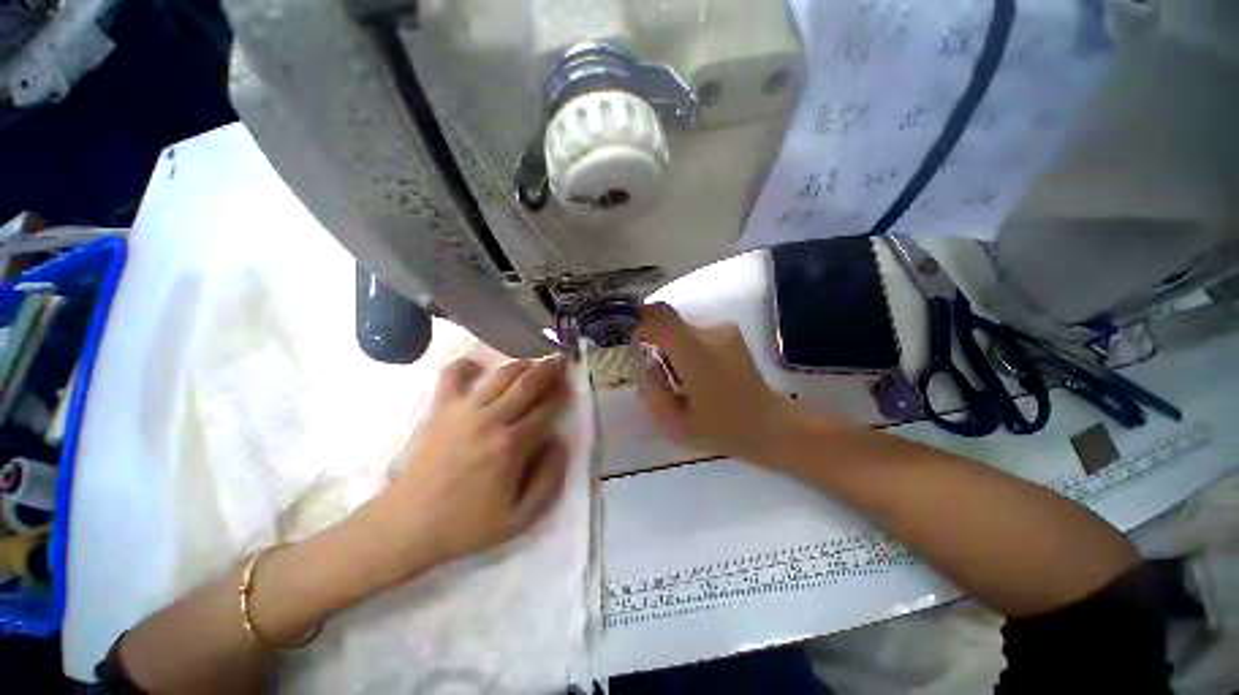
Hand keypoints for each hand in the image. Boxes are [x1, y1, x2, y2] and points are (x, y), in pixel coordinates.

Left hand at [369, 355, 571, 580]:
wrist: (409, 525)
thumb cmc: (467, 524)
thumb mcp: (521, 518)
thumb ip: (549, 479)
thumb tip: (560, 441)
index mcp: (512, 445)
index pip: (546, 410)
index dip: (561, 395)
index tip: (571, 386)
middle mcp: (491, 419)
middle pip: (527, 384)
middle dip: (549, 369)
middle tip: (560, 360)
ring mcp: (464, 410)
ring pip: (501, 375)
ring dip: (522, 365)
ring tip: (533, 363)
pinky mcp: (441, 409)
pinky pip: (453, 375)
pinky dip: (466, 365)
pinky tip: (478, 366)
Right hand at [635, 303, 806, 462]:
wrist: (770, 425)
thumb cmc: (722, 429)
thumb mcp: (675, 423)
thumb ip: (651, 391)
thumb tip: (648, 365)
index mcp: (697, 354)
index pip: (659, 317)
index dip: (637, 320)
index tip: (627, 338)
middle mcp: (712, 332)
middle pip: (667, 321)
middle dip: (654, 341)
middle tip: (657, 372)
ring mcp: (724, 329)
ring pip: (680, 328)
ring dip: (671, 346)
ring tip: (681, 378)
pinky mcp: (730, 332)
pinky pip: (694, 332)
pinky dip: (685, 347)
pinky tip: (696, 372)